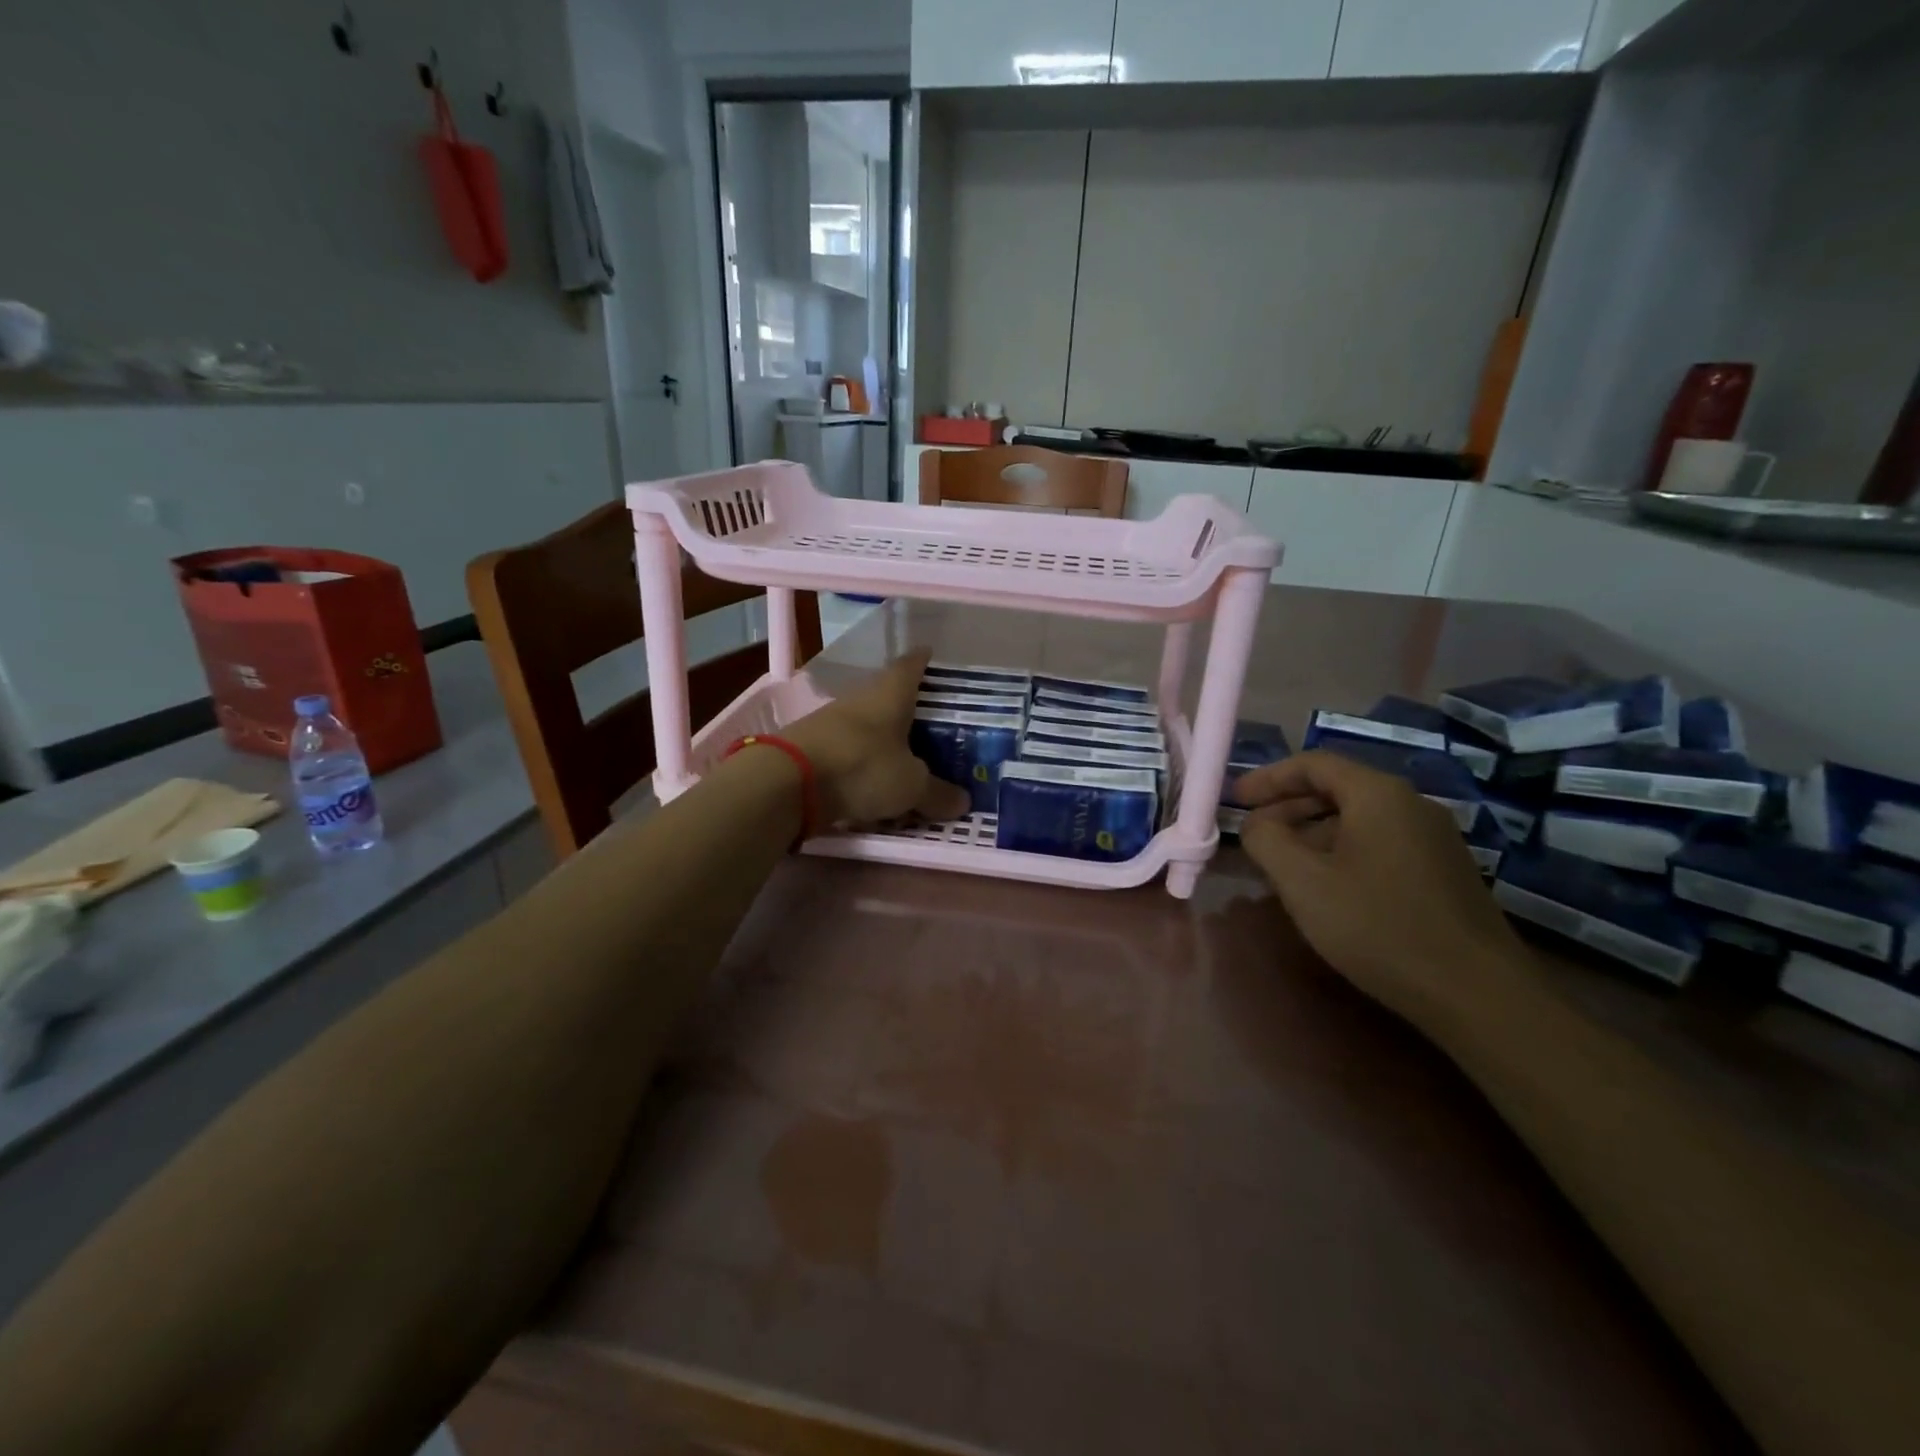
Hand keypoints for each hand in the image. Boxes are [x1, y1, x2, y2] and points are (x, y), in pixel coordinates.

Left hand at [782, 650, 971, 826]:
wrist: (786, 783)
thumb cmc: (861, 767)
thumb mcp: (910, 785)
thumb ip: (937, 793)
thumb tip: (964, 802)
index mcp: (890, 695)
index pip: (910, 666)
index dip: (922, 660)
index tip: (931, 655)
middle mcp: (860, 700)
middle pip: (887, 696)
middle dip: (907, 708)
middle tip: (930, 722)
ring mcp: (830, 723)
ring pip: (865, 725)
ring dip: (882, 738)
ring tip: (904, 756)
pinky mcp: (810, 748)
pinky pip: (846, 750)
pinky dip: (861, 761)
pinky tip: (870, 779)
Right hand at [1232, 750, 1525, 1023]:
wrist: (1477, 993)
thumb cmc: (1378, 926)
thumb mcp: (1302, 881)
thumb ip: (1266, 839)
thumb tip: (1257, 823)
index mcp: (1378, 794)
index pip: (1313, 763)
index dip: (1268, 777)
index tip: (1235, 799)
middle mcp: (1411, 804)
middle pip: (1338, 787)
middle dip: (1288, 805)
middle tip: (1254, 832)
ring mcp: (1434, 838)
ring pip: (1359, 818)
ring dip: (1313, 832)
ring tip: (1282, 863)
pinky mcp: (1444, 871)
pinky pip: (1380, 843)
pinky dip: (1342, 850)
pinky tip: (1327, 887)